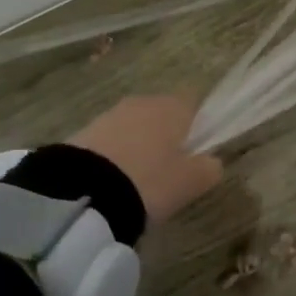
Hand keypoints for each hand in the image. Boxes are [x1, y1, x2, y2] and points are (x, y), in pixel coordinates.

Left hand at [71, 94, 222, 226]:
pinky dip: (114, 157)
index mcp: (174, 107)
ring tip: (136, 183)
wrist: (83, 193)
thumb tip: (212, 161)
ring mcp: (110, 114)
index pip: (194, 103)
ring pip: (134, 128)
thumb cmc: (150, 182)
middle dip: (165, 137)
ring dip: (138, 147)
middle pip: (162, 115)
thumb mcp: (190, 183)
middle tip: (167, 172)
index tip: (195, 154)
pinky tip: (111, 183)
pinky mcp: (83, 132)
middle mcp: (143, 102)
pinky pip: (110, 142)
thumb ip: (209, 168)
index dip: (197, 126)